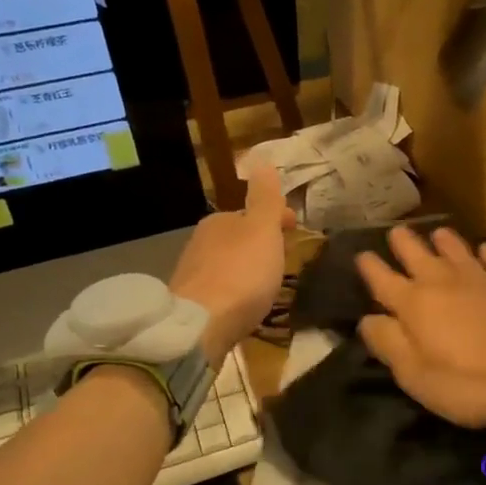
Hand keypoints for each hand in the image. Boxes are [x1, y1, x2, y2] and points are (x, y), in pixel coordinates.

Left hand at [170, 164, 294, 364]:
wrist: (201, 325)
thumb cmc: (241, 273)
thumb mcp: (262, 230)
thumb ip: (265, 198)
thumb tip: (261, 159)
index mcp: (219, 221)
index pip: (251, 213)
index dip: (276, 218)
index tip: (295, 228)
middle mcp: (201, 243)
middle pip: (237, 238)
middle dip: (259, 243)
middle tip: (282, 256)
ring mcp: (193, 274)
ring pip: (227, 263)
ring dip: (246, 267)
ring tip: (266, 282)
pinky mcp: (191, 304)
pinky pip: (219, 289)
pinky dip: (234, 290)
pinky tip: (243, 303)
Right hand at [357, 226, 485, 426]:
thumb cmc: (471, 384)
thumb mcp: (416, 377)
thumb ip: (388, 344)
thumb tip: (367, 319)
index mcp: (415, 305)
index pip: (383, 279)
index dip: (369, 266)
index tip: (361, 255)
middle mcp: (444, 282)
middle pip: (417, 254)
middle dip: (403, 243)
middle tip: (396, 231)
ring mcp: (483, 279)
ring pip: (457, 250)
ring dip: (443, 240)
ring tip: (437, 233)